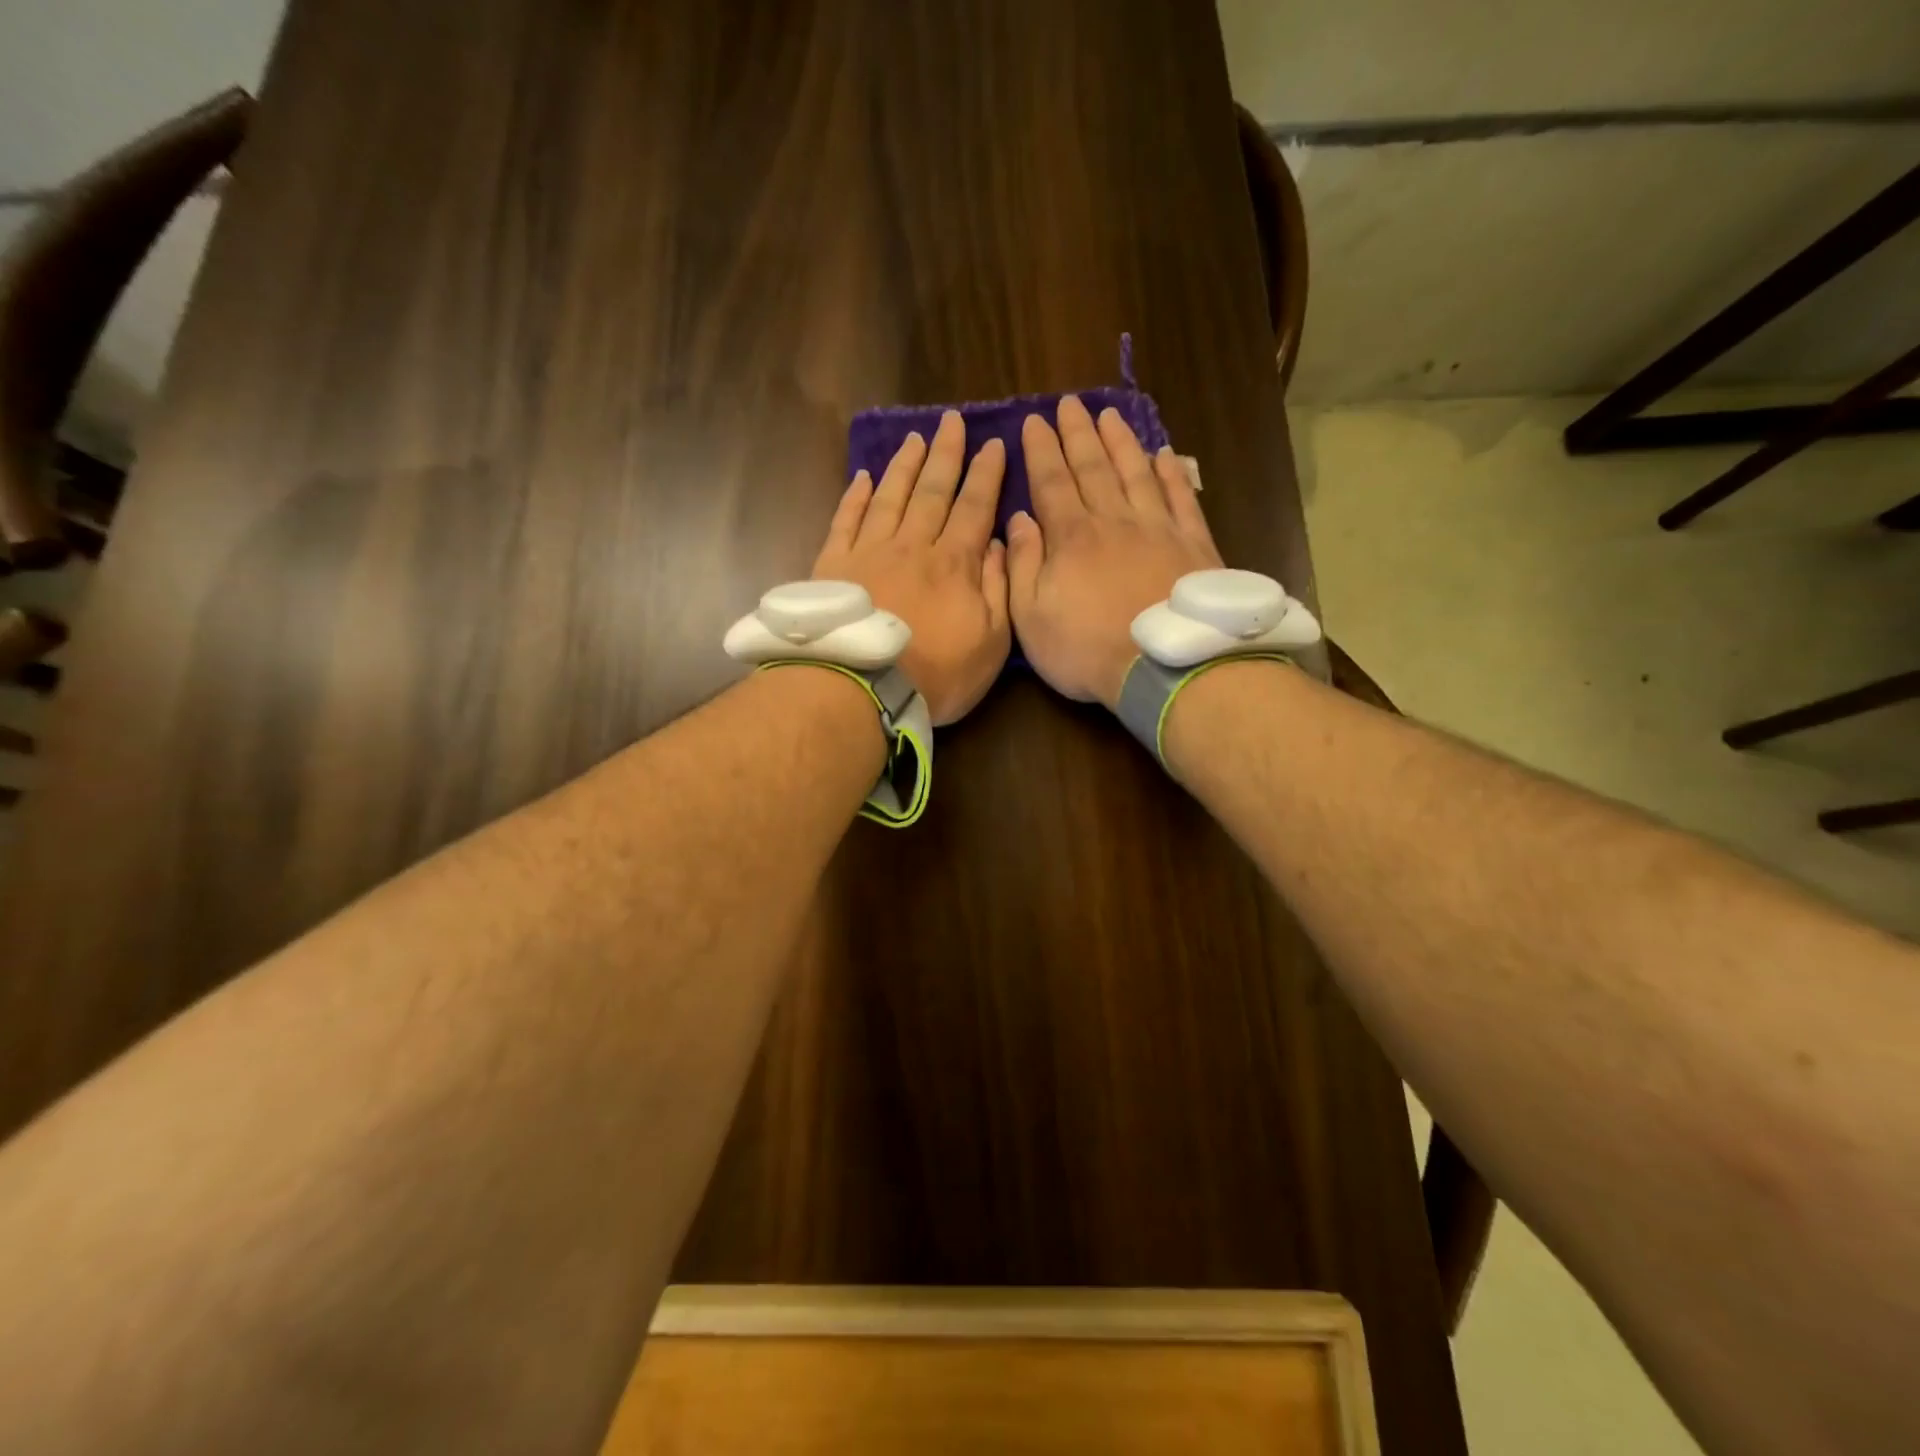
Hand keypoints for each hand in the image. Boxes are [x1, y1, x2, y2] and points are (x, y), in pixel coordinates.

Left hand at [813, 410, 1009, 724]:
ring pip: (890, 496)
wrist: (862, 689)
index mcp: (954, 563)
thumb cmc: (937, 674)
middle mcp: (912, 545)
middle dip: (946, 454)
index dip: (986, 475)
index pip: (975, 507)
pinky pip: (846, 520)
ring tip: (916, 438)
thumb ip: (999, 590)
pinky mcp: (833, 566)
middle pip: (932, 491)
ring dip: (905, 466)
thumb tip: (999, 544)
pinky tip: (862, 477)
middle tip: (953, 420)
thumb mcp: (991, 642)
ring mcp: (869, 552)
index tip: (994, 444)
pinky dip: (855, 496)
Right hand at [1007, 396, 1220, 708]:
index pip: (1051, 482)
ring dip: (1121, 442)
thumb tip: (1018, 520)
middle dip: (1078, 433)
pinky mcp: (1193, 544)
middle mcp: (1114, 520)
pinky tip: (1163, 454)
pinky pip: (1181, 497)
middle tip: (1069, 403)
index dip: (1041, 450)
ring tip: (1109, 415)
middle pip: (1093, 467)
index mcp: (1071, 537)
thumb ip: (1021, 565)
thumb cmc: (1086, 649)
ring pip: (1135, 472)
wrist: (1164, 667)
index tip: (1034, 421)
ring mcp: (1157, 528)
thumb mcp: (1031, 617)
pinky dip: (1171, 473)